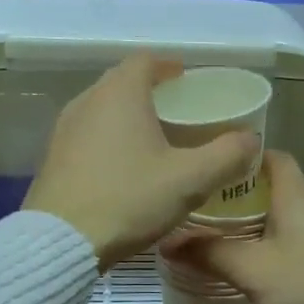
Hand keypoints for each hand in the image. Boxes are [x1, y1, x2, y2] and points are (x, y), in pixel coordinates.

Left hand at [23, 55, 260, 270]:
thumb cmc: (129, 199)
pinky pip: (88, 134)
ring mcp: (64, 129)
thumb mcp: (190, 180)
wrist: (61, 242)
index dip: (169, 67)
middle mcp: (87, 101)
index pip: (146, 61)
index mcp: (120, 94)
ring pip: (103, 109)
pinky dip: (109, 138)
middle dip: (151, 91)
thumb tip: (251, 139)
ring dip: (128, 116)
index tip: (187, 80)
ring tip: (154, 138)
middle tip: (178, 111)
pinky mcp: (53, 157)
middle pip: (122, 82)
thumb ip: (226, 155)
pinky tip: (124, 166)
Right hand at [179, 152, 303, 303]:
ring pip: (294, 214)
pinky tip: (272, 265)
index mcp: (297, 195)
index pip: (272, 156)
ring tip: (234, 239)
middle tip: (212, 211)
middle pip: (281, 186)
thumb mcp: (252, 271)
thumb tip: (168, 242)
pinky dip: (286, 241)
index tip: (216, 171)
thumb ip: (210, 254)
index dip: (244, 158)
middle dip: (247, 196)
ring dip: (266, 222)